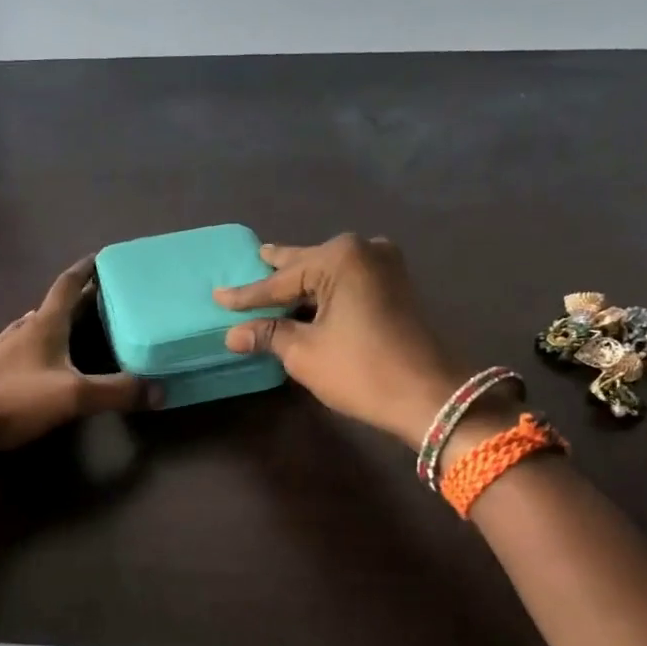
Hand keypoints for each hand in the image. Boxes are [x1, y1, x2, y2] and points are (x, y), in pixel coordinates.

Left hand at [0, 256, 159, 455]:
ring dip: (57, 321)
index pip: (66, 286)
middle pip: (53, 307)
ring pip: (36, 327)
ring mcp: (4, 353)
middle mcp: (22, 332)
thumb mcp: (74, 396)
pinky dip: (42, 346)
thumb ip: (117, 392)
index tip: (101, 258)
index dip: (84, 270)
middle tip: (103, 296)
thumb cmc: (16, 400)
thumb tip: (160, 391)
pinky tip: (45, 360)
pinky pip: (24, 349)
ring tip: (77, 325)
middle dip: (79, 299)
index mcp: (43, 325)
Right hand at [216, 234, 473, 445]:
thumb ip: (268, 334)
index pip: (280, 280)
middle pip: (307, 265)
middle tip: (253, 259)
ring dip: (302, 283)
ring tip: (274, 276)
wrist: (428, 395)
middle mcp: (364, 250)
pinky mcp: (396, 287)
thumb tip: (232, 334)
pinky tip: (306, 298)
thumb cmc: (361, 369)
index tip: (218, 296)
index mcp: (340, 257)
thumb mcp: (304, 352)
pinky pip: (347, 283)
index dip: (247, 295)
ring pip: (329, 273)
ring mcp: (385, 266)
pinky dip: (324, 292)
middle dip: (278, 273)